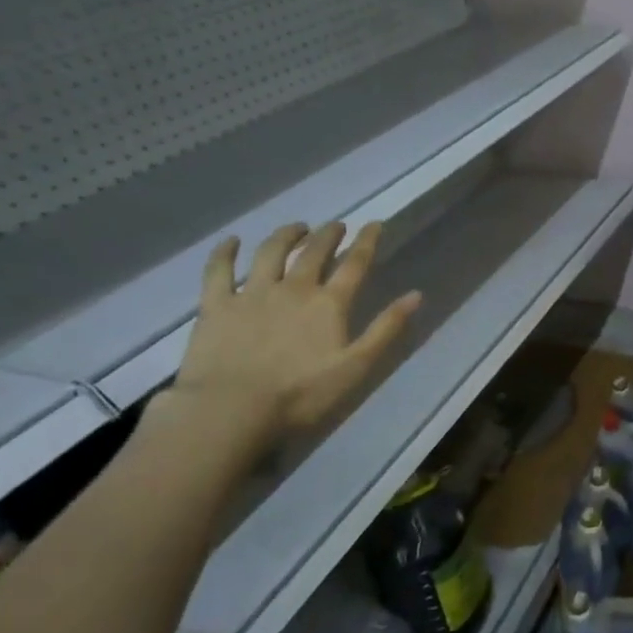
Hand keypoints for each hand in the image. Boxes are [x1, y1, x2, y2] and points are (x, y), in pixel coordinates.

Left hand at [167, 221, 421, 449]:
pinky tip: (231, 242)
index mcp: (329, 304)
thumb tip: (416, 295)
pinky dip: (225, 252)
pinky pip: (219, 270)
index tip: (374, 224)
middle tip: (336, 225)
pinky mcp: (216, 305)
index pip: (354, 264)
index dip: (366, 242)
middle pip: (313, 252)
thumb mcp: (356, 366)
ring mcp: (251, 293)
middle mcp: (293, 288)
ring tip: (296, 227)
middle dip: (328, 235)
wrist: (231, 409)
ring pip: (270, 253)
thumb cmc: (301, 394)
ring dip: (286, 235)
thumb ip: (386, 329)